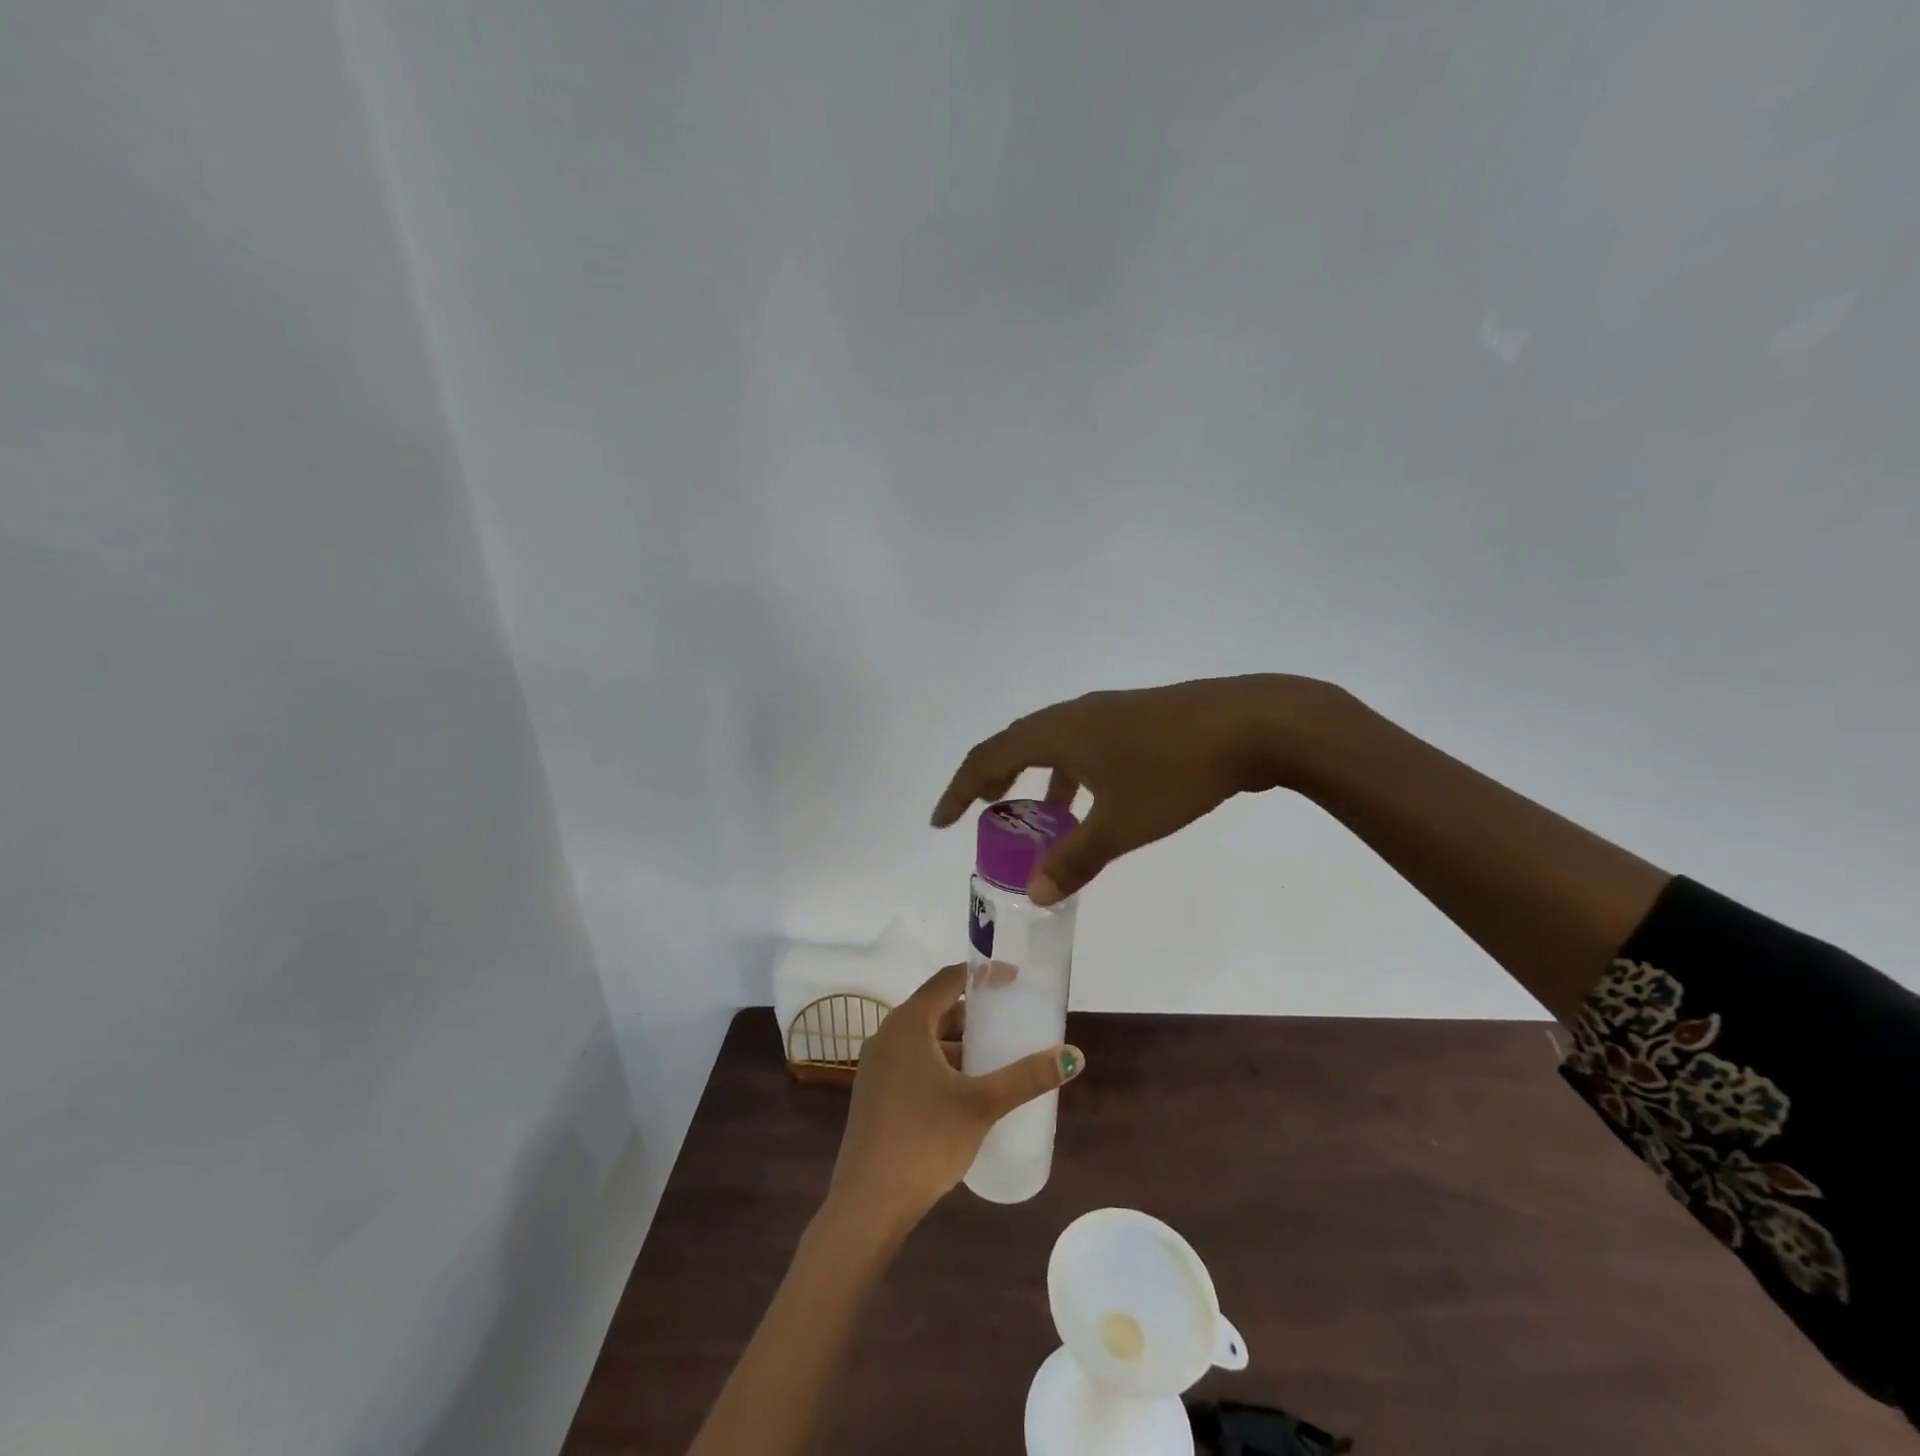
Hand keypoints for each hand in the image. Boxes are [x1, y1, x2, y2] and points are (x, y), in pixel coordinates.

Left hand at [828, 964, 1083, 1228]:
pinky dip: (943, 1064)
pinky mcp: (877, 1094)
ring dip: (960, 1043)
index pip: (948, 979)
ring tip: (997, 1058)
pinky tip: (968, 1090)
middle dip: (975, 1014)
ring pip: (926, 1039)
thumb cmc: (924, 1141)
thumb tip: (1074, 1056)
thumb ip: (1026, 1077)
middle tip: (1012, 1022)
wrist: (867, 1204)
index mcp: (908, 1024)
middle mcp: (888, 1035)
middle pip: (937, 1009)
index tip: (1014, 980)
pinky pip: (915, 1062)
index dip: (982, 975)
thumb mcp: (981, 1105)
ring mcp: (878, 1066)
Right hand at [930, 674, 1337, 904]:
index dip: (960, 789)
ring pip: (1051, 743)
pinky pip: (1081, 744)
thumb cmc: (1175, 772)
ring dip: (1032, 776)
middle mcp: (1074, 715)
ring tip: (1031, 812)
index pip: (988, 757)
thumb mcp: (1121, 824)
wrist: (1252, 723)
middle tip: (979, 812)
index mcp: (1057, 733)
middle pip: (1014, 742)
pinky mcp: (1136, 717)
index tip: (940, 820)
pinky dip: (1068, 772)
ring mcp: (1107, 712)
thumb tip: (1036, 893)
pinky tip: (1090, 798)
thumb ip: (1075, 859)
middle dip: (991, 779)